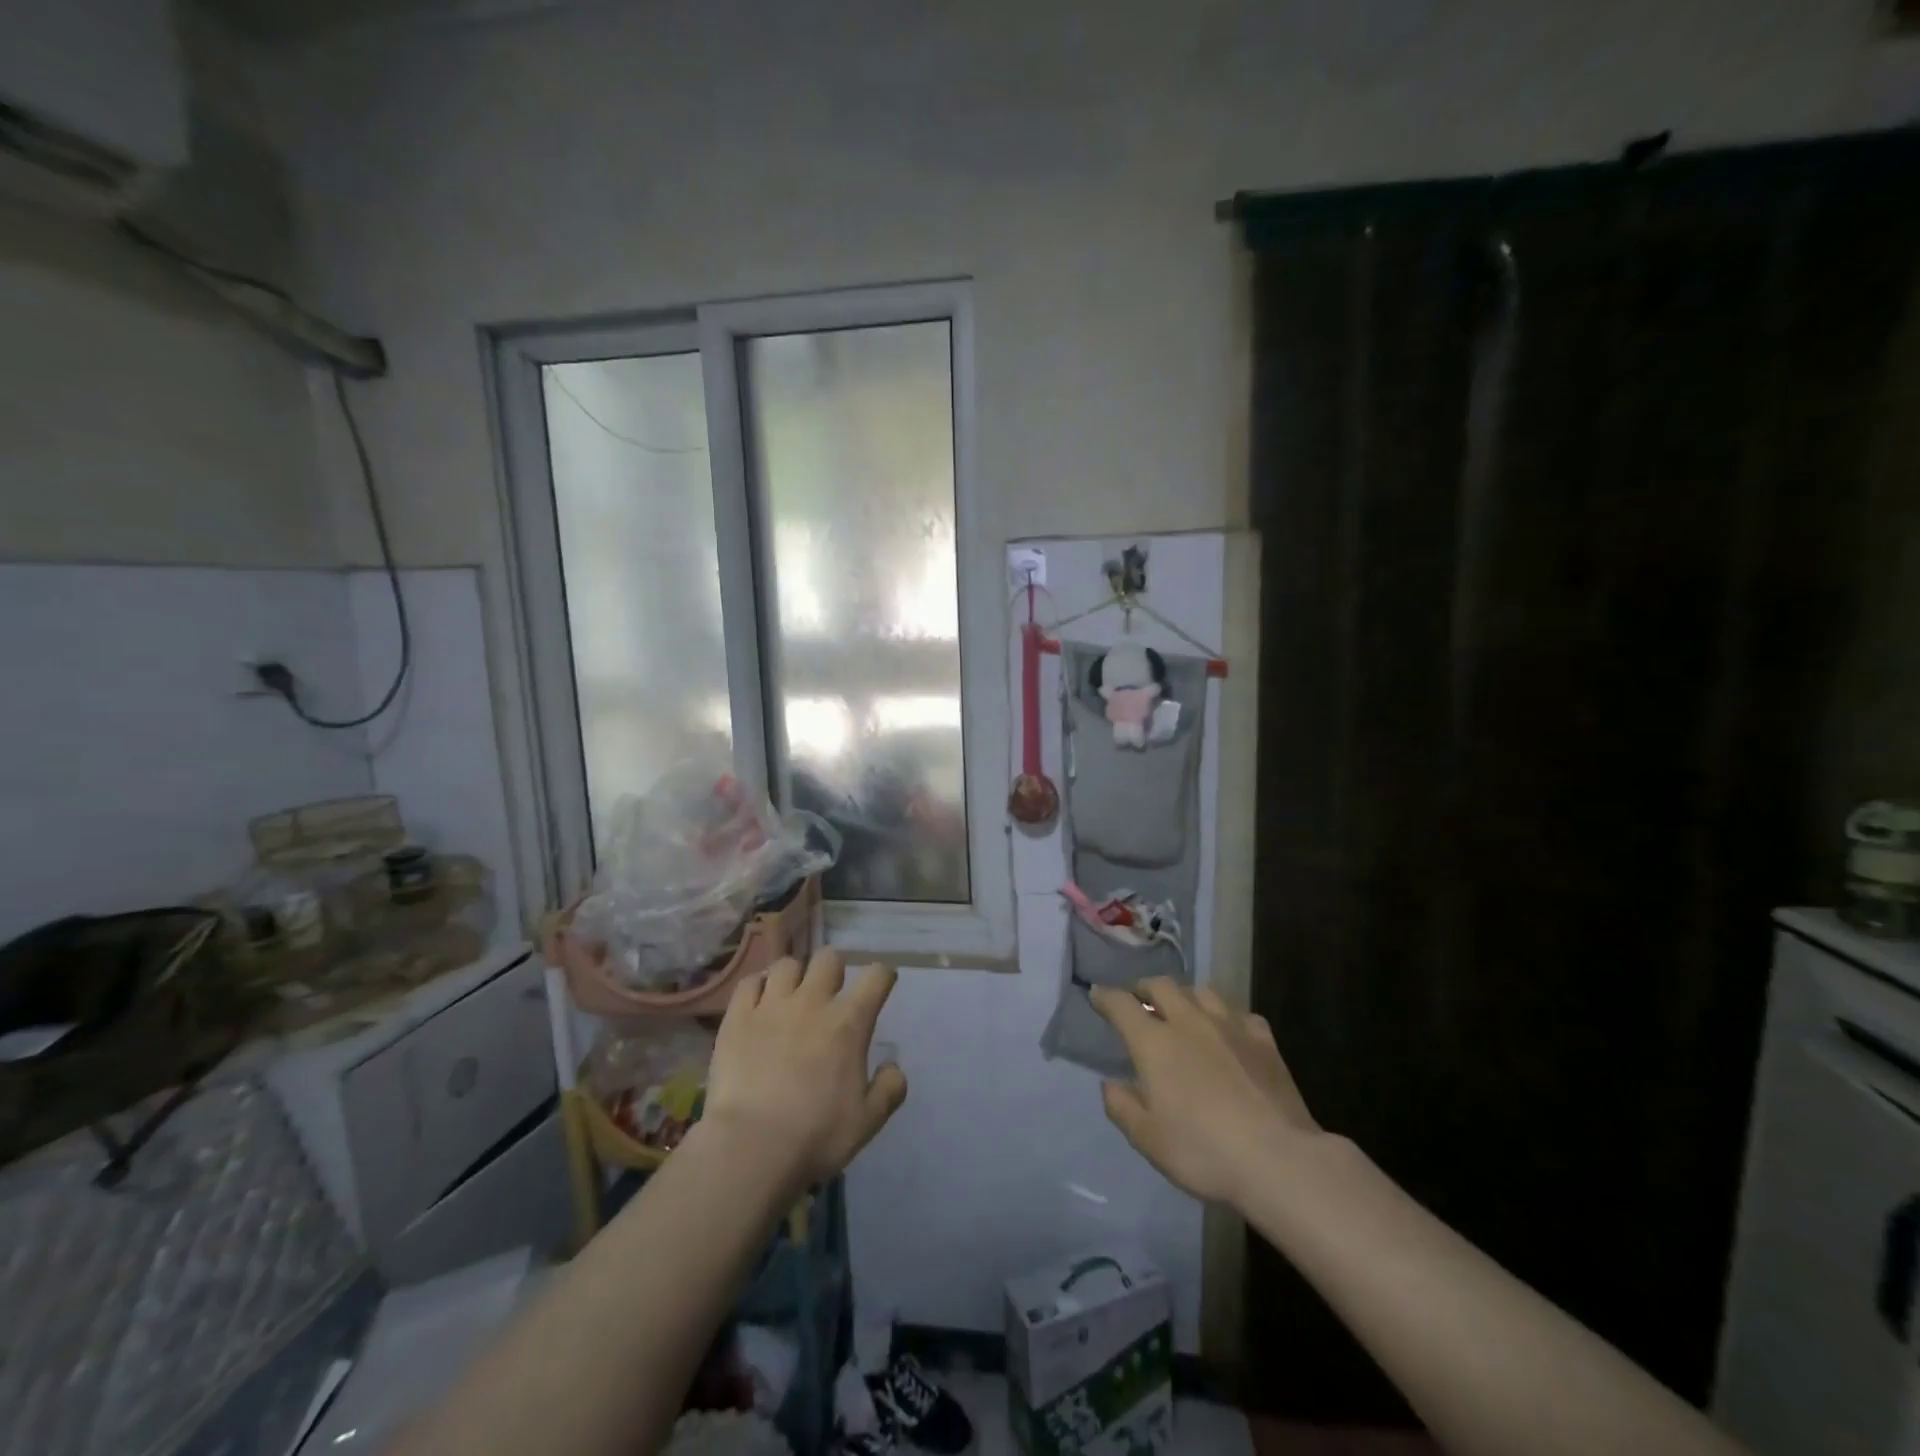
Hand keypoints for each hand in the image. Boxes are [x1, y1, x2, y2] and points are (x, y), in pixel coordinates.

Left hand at [704, 950, 907, 1187]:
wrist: (751, 1147)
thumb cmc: (816, 1135)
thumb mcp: (868, 1121)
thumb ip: (889, 1089)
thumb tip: (893, 1066)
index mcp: (849, 1023)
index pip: (876, 976)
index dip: (882, 976)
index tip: (881, 986)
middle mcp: (812, 1002)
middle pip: (828, 958)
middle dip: (834, 970)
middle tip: (830, 995)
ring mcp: (771, 1006)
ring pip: (787, 964)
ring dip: (794, 977)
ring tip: (791, 997)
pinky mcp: (737, 1017)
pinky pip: (749, 982)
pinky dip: (757, 987)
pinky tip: (758, 1004)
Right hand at [1091, 978, 1322, 1207]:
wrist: (1278, 1160)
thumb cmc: (1203, 1150)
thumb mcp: (1147, 1139)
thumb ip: (1122, 1106)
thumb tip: (1110, 1083)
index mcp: (1154, 1042)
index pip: (1121, 1004)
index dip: (1105, 996)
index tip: (1096, 995)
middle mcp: (1189, 1021)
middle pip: (1161, 986)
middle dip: (1144, 988)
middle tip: (1138, 998)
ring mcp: (1230, 1026)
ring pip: (1202, 991)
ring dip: (1185, 996)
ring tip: (1182, 1010)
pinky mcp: (1264, 1041)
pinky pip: (1240, 1014)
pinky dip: (1227, 1017)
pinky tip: (1229, 1032)